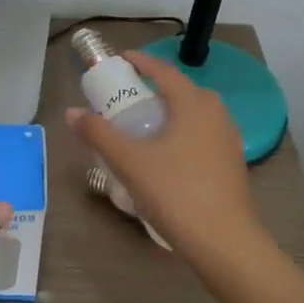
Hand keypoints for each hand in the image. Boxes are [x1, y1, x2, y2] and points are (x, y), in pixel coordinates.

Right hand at [66, 51, 272, 275]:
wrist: (225, 242)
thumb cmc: (175, 192)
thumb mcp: (129, 162)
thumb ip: (98, 134)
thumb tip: (72, 112)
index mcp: (193, 104)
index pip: (164, 72)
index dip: (141, 62)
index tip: (121, 60)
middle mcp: (216, 114)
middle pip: (183, 91)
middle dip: (156, 88)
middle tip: (129, 96)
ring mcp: (228, 140)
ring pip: (195, 114)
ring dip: (171, 112)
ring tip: (145, 125)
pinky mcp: (232, 165)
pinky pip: (203, 136)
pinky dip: (182, 133)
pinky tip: (166, 155)